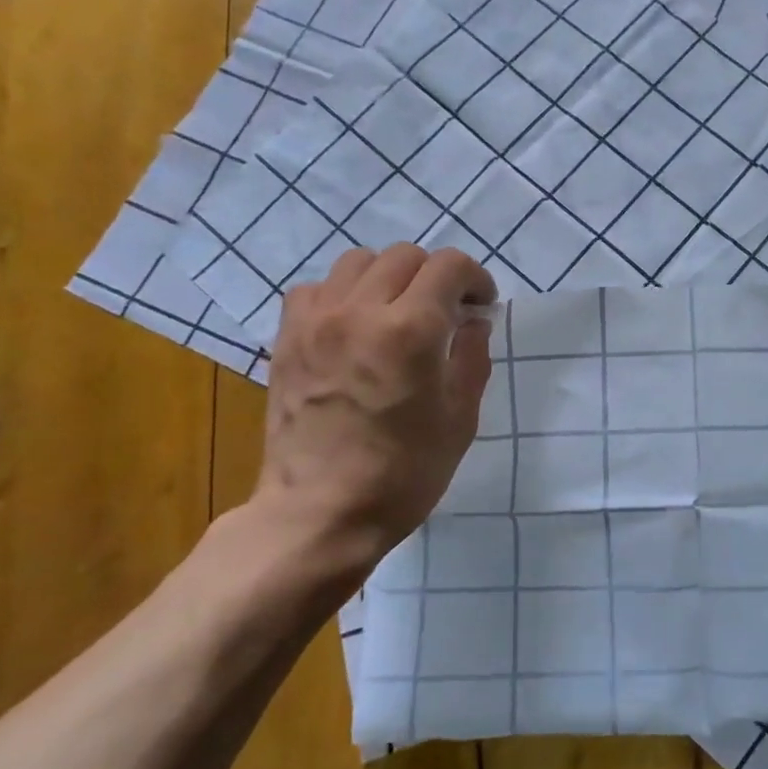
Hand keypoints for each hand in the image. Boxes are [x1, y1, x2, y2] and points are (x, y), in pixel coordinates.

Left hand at [253, 244, 495, 571]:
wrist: (319, 513)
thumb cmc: (404, 473)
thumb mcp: (460, 419)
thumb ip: (472, 357)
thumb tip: (473, 321)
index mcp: (412, 330)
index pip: (449, 265)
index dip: (474, 277)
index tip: (480, 306)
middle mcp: (361, 311)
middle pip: (405, 255)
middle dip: (435, 276)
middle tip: (444, 311)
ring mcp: (317, 321)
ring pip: (358, 261)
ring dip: (388, 277)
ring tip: (396, 312)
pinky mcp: (287, 338)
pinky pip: (315, 288)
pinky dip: (341, 294)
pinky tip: (351, 325)